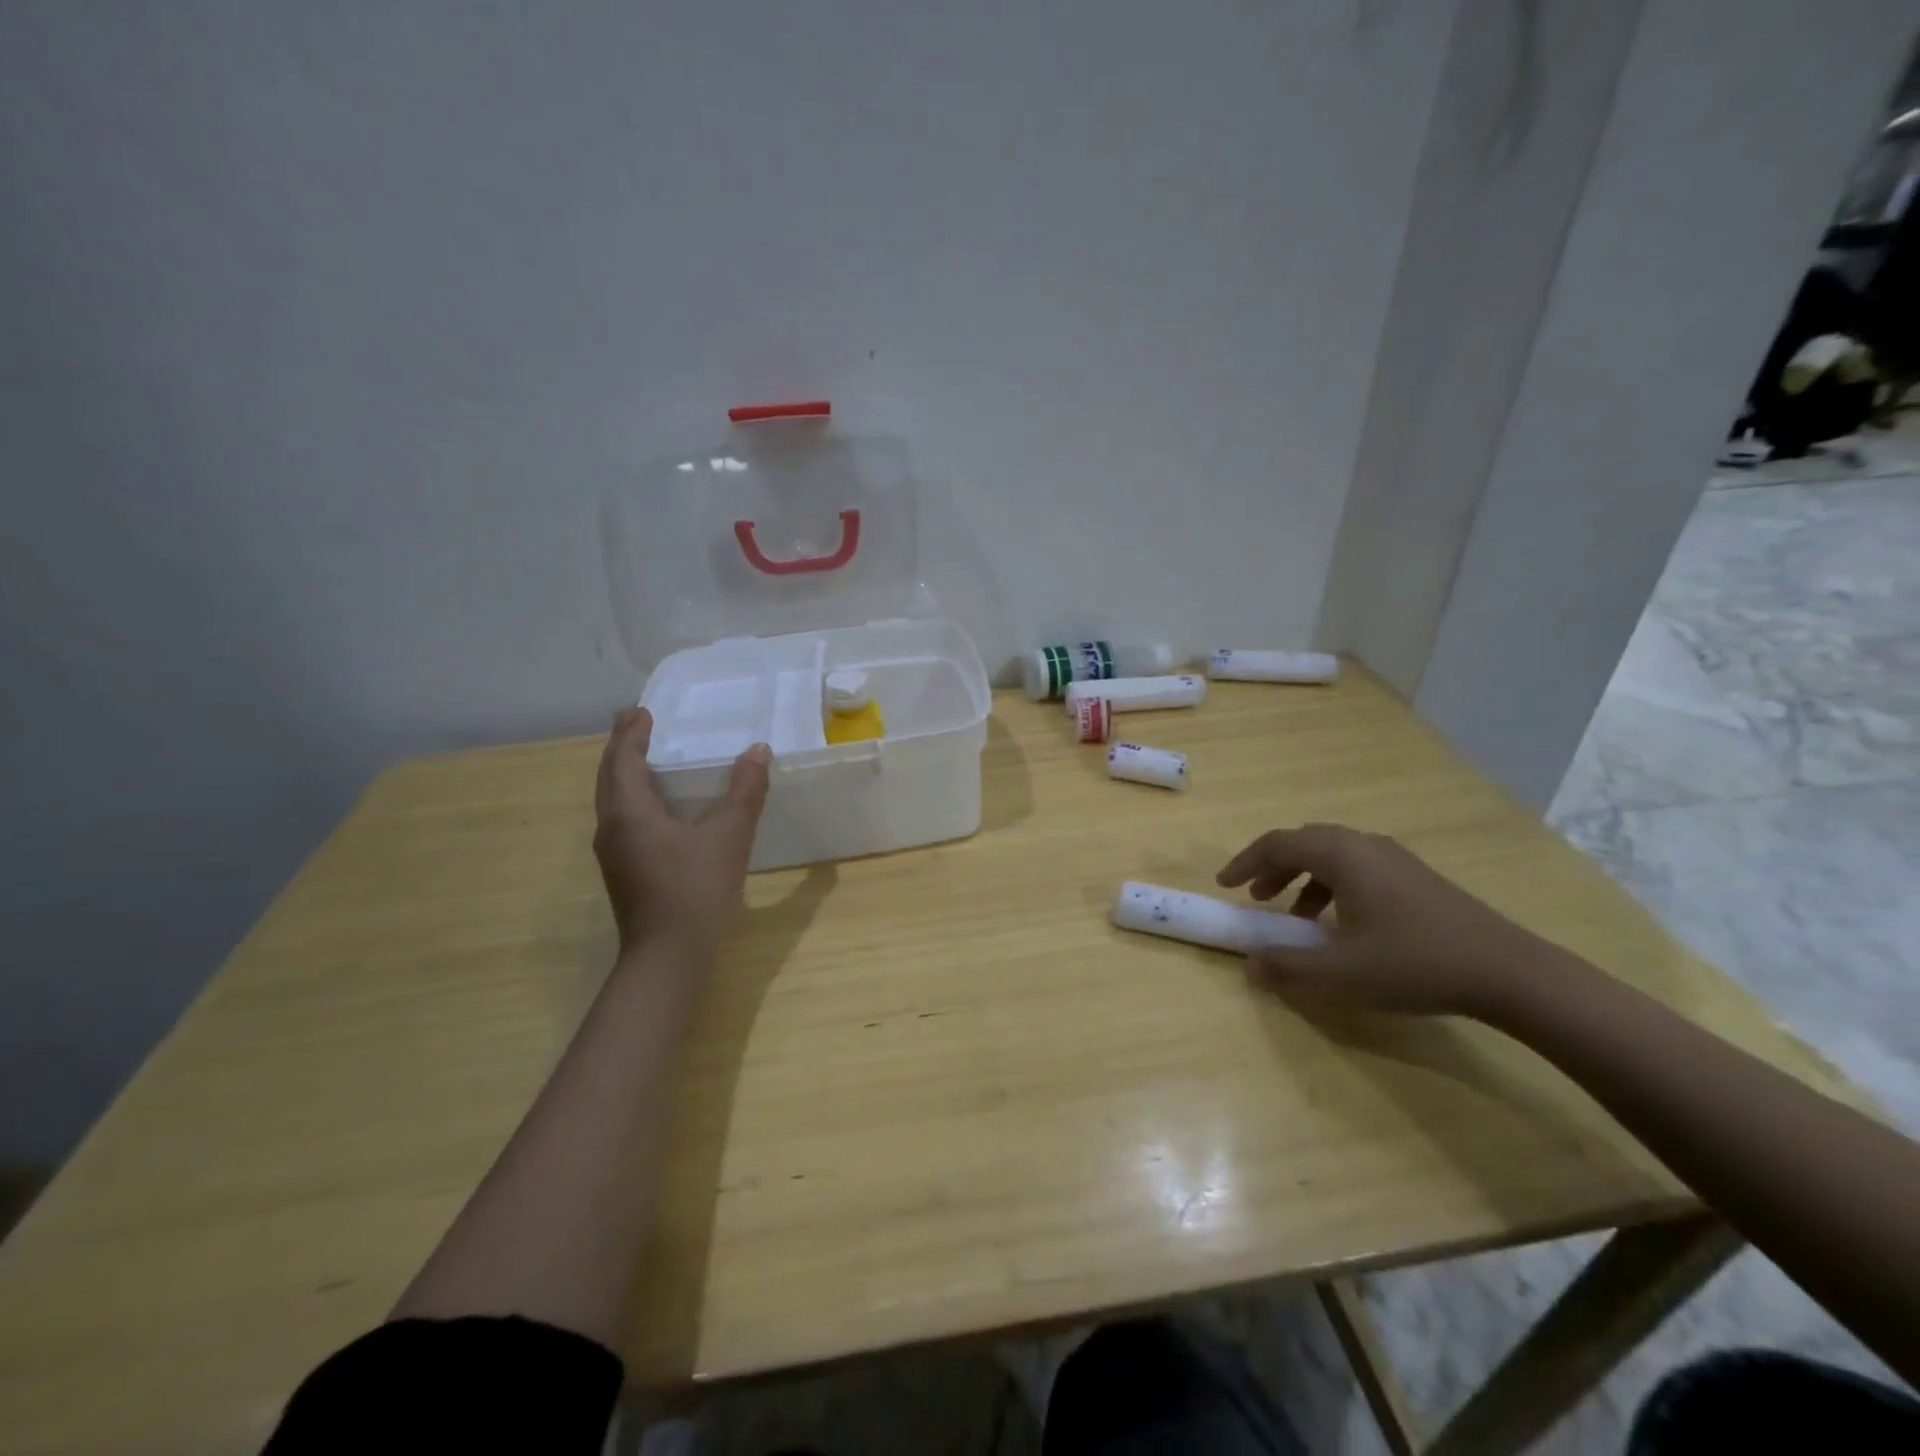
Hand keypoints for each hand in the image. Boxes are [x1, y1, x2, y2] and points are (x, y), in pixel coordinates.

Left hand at [593, 708, 770, 961]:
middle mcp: (612, 829)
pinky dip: (632, 798)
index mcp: (630, 814)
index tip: (640, 711)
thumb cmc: (696, 891)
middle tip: (634, 723)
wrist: (668, 957)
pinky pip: (622, 820)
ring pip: (612, 801)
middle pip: (609, 778)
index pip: (623, 761)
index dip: (631, 734)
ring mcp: (614, 854)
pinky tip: (655, 807)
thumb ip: (745, 792)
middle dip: (621, 748)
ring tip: (641, 757)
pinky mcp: (624, 872)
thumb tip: (758, 751)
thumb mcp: (729, 837)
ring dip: (623, 774)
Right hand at [1215, 824, 1554, 1018]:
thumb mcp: (1341, 973)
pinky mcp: (1416, 877)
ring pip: (1333, 855)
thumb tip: (1250, 966)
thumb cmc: (1414, 963)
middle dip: (1273, 867)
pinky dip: (1332, 885)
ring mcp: (1395, 858)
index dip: (1244, 862)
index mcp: (1342, 855)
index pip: (1277, 843)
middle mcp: (1365, 845)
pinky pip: (1358, 867)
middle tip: (1258, 898)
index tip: (1225, 886)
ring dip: (1303, 878)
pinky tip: (1342, 925)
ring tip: (1296, 916)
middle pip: (1304, 842)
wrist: (1509, 972)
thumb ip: (1288, 967)